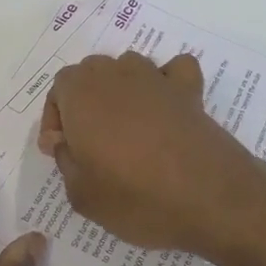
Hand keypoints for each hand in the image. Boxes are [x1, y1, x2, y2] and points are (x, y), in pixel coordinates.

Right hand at [38, 52, 265, 260]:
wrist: (210, 198)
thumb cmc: (136, 197)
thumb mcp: (81, 194)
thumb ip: (65, 161)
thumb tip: (65, 143)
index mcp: (82, 94)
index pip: (58, 88)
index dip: (56, 118)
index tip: (61, 150)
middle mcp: (116, 75)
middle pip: (91, 73)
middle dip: (84, 102)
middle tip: (89, 143)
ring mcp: (156, 79)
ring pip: (127, 67)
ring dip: (120, 90)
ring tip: (125, 128)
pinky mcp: (190, 91)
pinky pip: (173, 70)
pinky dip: (167, 81)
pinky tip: (165, 106)